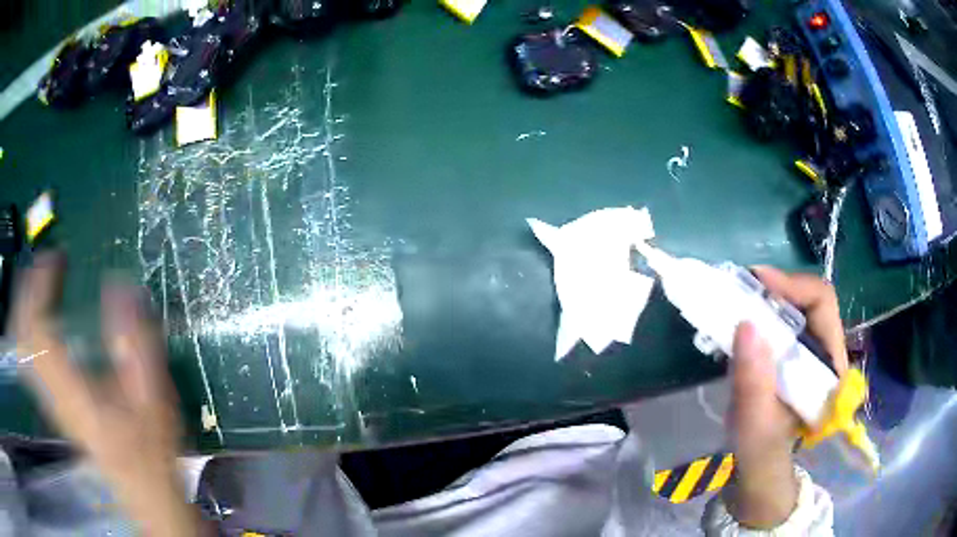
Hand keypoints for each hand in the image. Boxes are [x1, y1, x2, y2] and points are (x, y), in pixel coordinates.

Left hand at [10, 252, 207, 535]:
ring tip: (37, 280)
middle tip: (43, 263)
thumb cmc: (150, 448)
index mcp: (74, 392)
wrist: (142, 489)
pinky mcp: (51, 401)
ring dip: (22, 305)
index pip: (39, 330)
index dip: (41, 287)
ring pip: (20, 346)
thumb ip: (136, 342)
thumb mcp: (152, 397)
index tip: (56, 257)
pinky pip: (27, 357)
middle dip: (26, 290)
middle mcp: (52, 393)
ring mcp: (48, 398)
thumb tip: (120, 283)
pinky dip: (26, 327)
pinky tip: (36, 316)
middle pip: (22, 335)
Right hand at [723, 266, 847, 528]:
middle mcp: (825, 350)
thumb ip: (754, 387)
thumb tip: (745, 325)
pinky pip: (781, 319)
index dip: (793, 285)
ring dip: (766, 298)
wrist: (761, 468)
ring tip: (736, 301)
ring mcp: (810, 350)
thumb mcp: (755, 428)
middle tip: (741, 289)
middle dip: (776, 287)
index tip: (757, 282)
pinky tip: (740, 321)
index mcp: (830, 367)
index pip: (823, 303)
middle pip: (810, 298)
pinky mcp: (793, 353)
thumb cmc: (762, 453)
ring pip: (795, 305)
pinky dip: (760, 312)